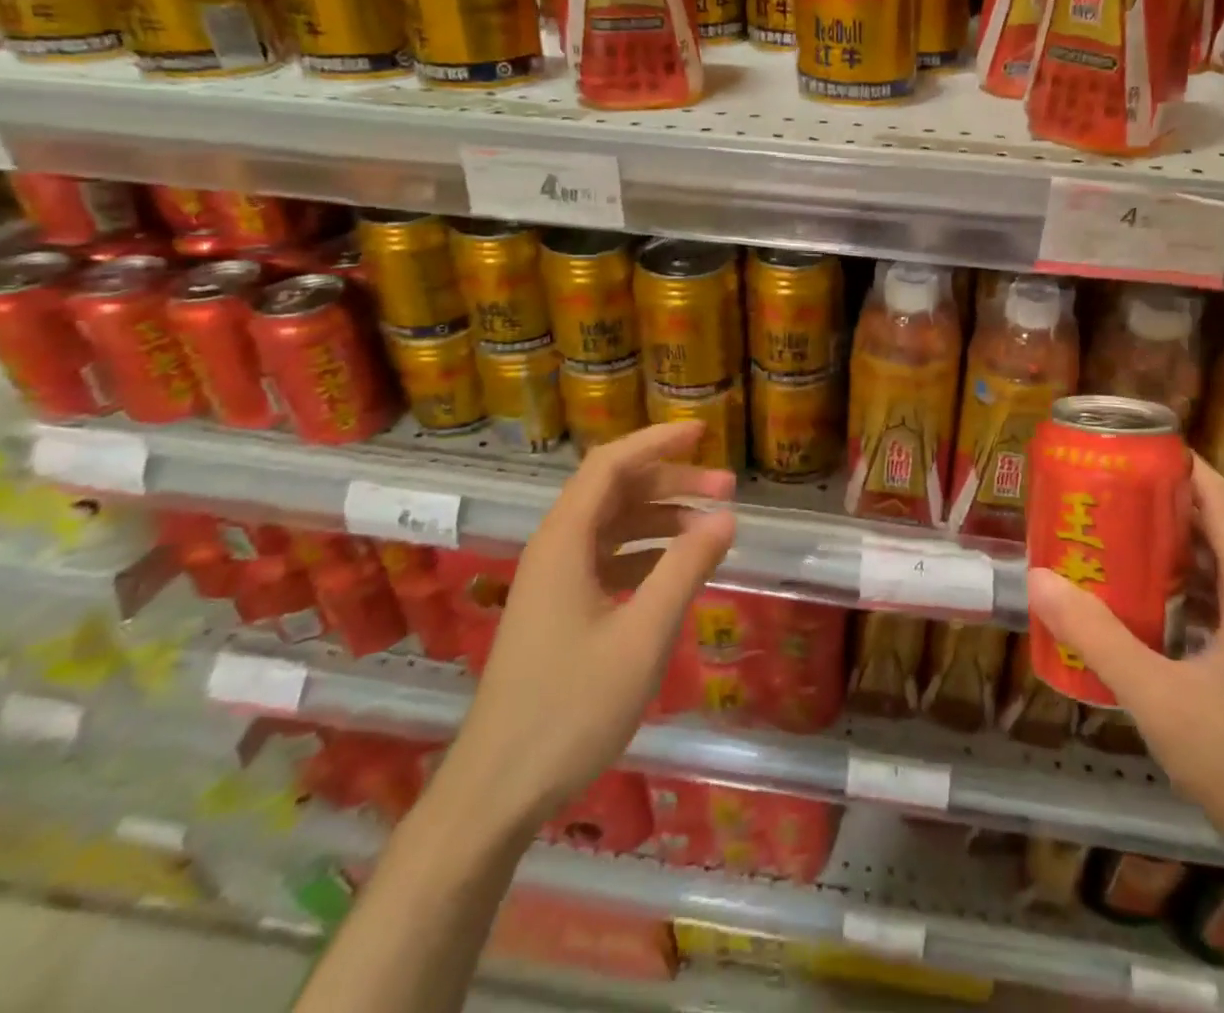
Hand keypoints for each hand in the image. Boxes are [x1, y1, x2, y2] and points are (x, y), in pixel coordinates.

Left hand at [444, 421, 735, 834]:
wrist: (496, 791)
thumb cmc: (571, 709)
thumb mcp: (643, 636)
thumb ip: (685, 570)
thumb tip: (726, 518)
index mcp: (565, 542)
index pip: (611, 465)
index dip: (657, 441)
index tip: (702, 432)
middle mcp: (555, 549)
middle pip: (615, 490)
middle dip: (671, 481)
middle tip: (726, 488)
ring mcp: (554, 581)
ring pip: (613, 525)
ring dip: (661, 516)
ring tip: (712, 526)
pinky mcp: (558, 610)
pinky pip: (607, 559)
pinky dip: (646, 551)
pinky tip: (677, 567)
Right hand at [1027, 457, 1223, 875]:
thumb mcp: (1161, 699)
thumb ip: (1098, 639)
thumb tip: (1039, 579)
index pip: (1220, 499)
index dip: (1180, 464)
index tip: (1128, 448)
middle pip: (1212, 528)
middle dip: (1157, 505)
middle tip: (1098, 494)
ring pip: (1212, 570)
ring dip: (1164, 550)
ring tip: (1106, 541)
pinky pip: (1214, 605)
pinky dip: (1176, 591)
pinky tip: (1136, 611)